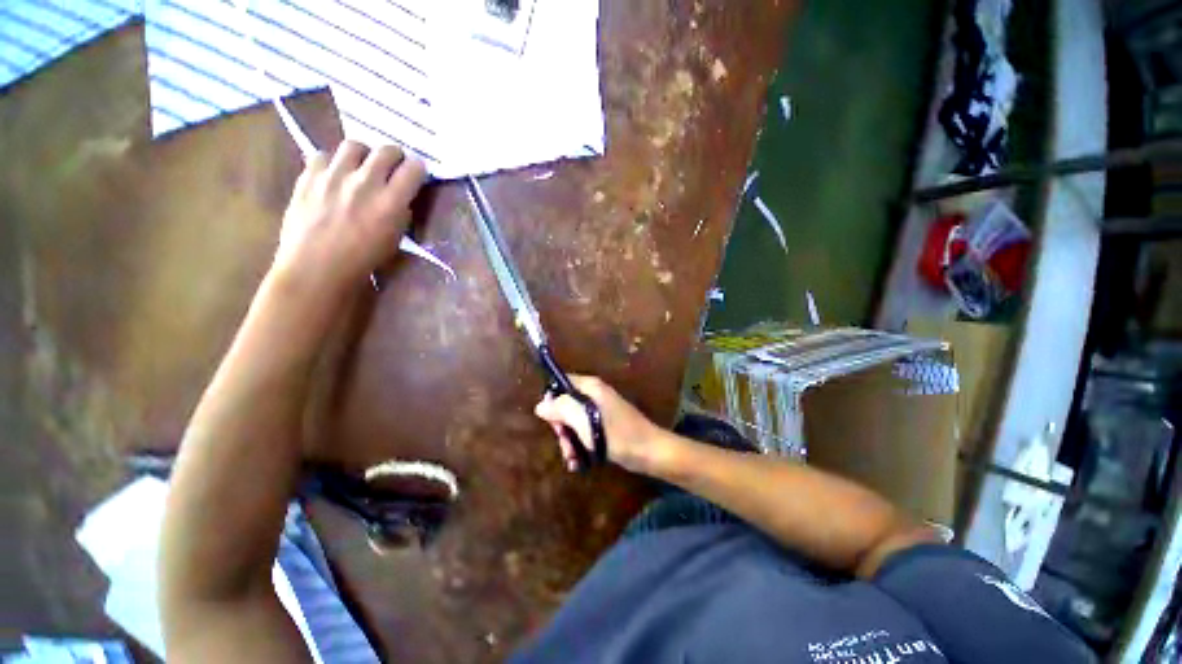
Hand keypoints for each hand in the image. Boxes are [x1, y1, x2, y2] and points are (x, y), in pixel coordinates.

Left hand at [271, 140, 426, 299]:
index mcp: (391, 202)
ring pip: (354, 145)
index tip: (416, 174)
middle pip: (387, 150)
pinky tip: (333, 176)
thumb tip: (401, 198)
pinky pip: (323, 155)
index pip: (414, 168)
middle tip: (393, 167)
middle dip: (395, 156)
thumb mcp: (395, 239)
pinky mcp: (308, 175)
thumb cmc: (363, 260)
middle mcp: (365, 182)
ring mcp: (333, 175)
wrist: (317, 267)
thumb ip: (401, 213)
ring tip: (361, 167)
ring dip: (364, 154)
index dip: (418, 169)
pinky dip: (332, 162)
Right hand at [534, 375, 665, 473]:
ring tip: (572, 459)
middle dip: (562, 428)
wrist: (649, 452)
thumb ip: (562, 409)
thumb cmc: (616, 434)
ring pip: (573, 422)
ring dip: (569, 441)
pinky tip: (578, 463)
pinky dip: (579, 446)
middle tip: (565, 445)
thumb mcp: (584, 421)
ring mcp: (600, 412)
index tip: (553, 422)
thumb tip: (540, 405)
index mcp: (591, 387)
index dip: (553, 401)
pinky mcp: (604, 427)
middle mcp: (594, 396)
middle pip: (566, 406)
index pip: (562, 383)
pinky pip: (584, 433)